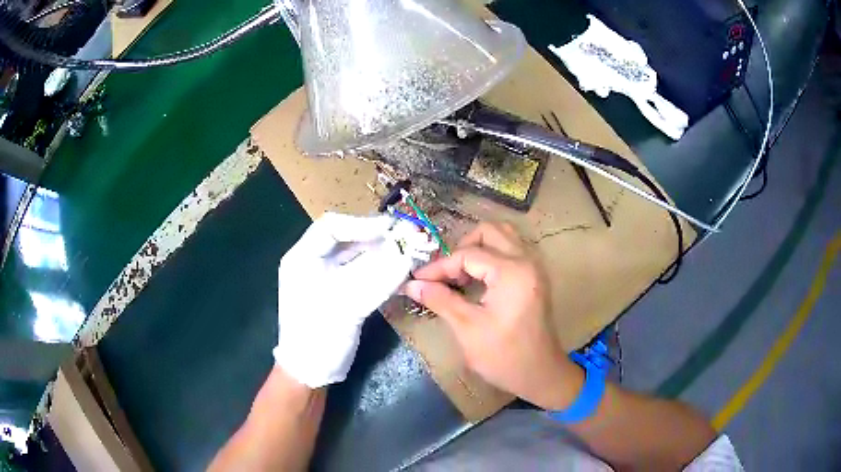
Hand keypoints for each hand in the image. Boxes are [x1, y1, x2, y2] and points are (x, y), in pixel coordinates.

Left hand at [274, 212, 433, 387]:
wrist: (310, 372)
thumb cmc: (316, 336)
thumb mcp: (344, 306)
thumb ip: (377, 279)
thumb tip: (408, 255)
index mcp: (303, 258)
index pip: (331, 227)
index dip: (361, 224)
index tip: (390, 229)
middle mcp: (315, 262)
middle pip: (349, 240)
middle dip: (379, 239)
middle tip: (409, 238)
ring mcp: (329, 278)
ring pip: (359, 257)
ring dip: (385, 254)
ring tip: (410, 251)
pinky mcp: (343, 293)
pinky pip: (364, 274)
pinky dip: (383, 271)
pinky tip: (401, 270)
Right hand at [404, 222, 581, 408]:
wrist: (540, 374)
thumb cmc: (504, 356)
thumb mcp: (467, 328)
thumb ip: (440, 299)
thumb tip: (412, 284)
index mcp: (511, 271)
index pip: (468, 254)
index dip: (439, 266)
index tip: (418, 280)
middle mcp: (527, 260)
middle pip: (489, 231)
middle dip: (462, 248)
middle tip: (445, 273)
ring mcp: (534, 267)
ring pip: (504, 236)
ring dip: (478, 247)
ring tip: (460, 272)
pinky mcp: (535, 276)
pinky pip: (512, 249)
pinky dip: (492, 255)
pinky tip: (477, 278)